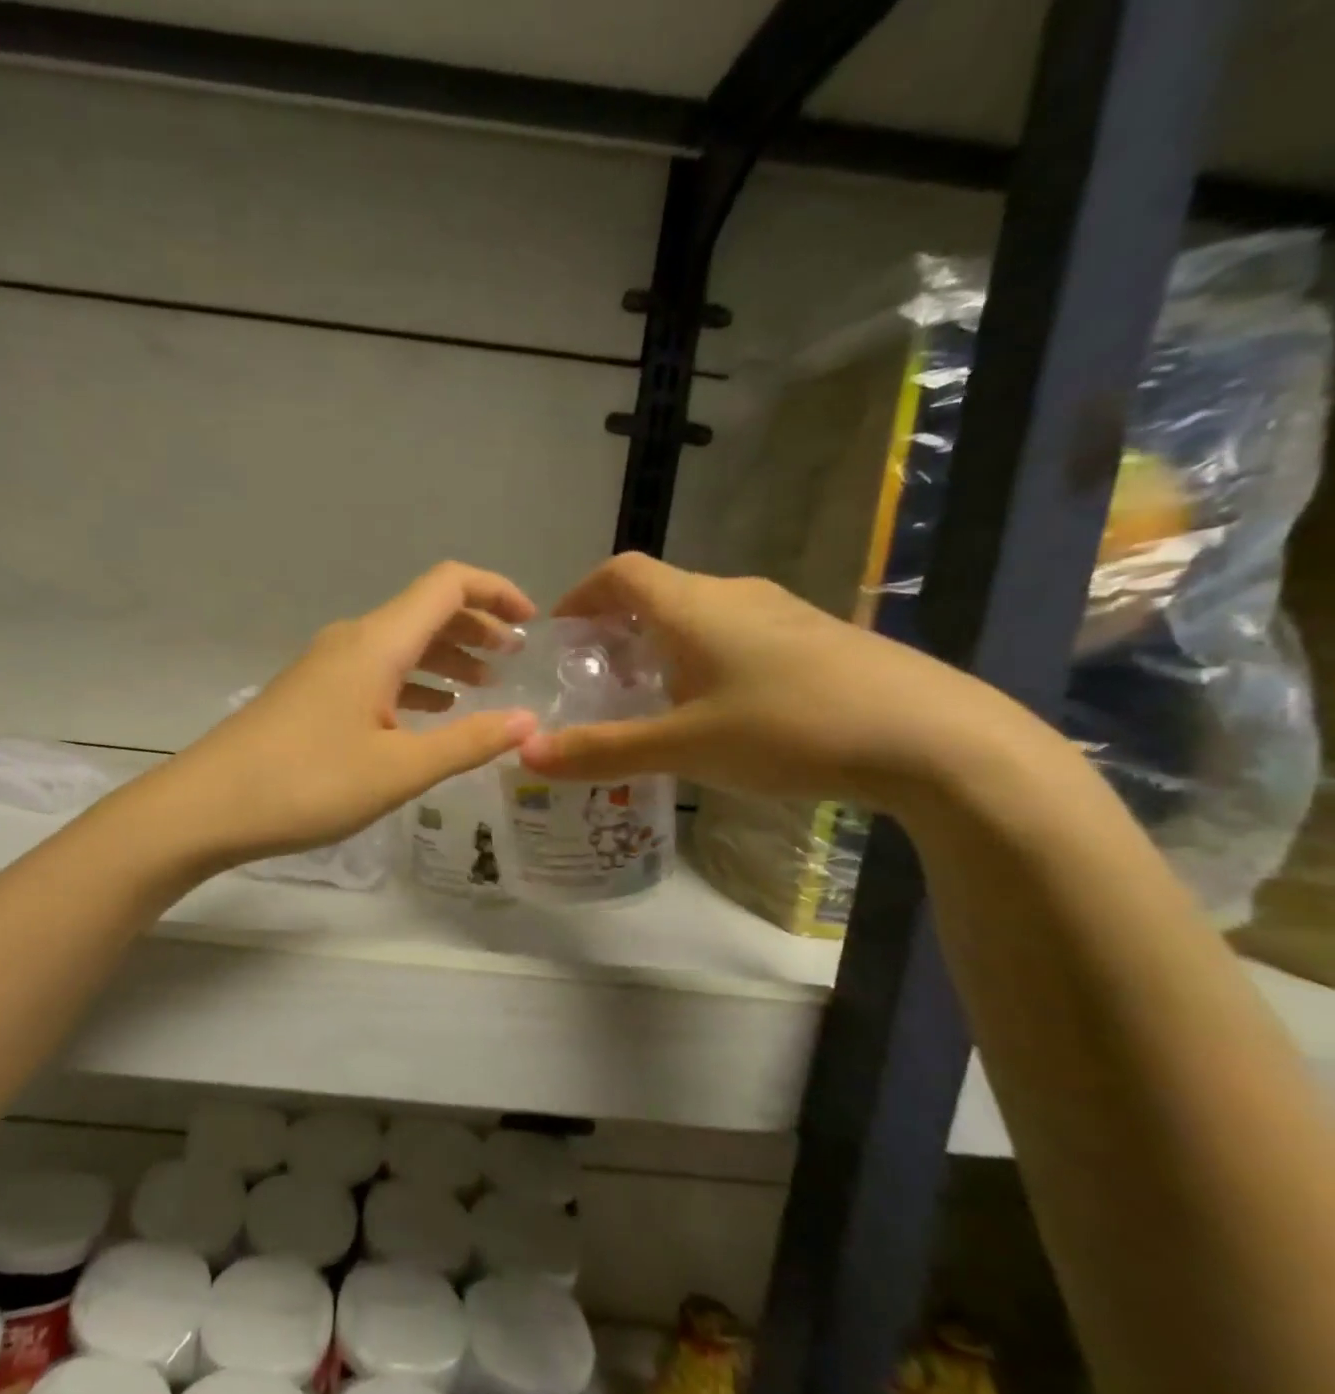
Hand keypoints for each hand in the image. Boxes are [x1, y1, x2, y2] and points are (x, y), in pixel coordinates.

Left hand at [162, 562, 539, 866]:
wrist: (207, 805)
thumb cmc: (308, 783)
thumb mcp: (399, 769)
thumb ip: (467, 742)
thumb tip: (527, 722)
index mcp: (377, 642)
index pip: (447, 584)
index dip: (496, 590)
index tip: (533, 623)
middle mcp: (352, 640)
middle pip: (425, 612)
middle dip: (477, 628)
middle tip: (516, 661)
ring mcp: (326, 666)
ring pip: (400, 645)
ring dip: (445, 657)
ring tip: (484, 688)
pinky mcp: (311, 694)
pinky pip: (376, 672)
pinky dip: (413, 682)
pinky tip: (429, 714)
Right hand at [517, 554, 1039, 813]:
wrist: (933, 737)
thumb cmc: (789, 728)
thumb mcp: (685, 747)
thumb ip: (604, 750)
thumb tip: (527, 755)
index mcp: (693, 605)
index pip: (620, 573)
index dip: (581, 595)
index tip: (560, 635)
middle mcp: (734, 595)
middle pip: (659, 592)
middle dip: (617, 627)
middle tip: (597, 678)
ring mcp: (782, 613)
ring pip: (701, 615)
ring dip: (663, 645)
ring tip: (650, 698)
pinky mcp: (817, 639)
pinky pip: (739, 635)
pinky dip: (705, 658)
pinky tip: (718, 710)